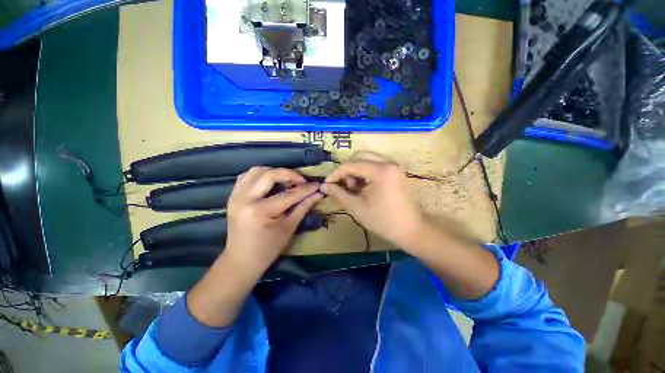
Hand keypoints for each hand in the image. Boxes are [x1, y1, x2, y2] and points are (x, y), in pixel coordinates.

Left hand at [224, 166, 322, 276]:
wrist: (241, 260)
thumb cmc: (268, 248)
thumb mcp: (289, 228)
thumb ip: (303, 207)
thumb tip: (318, 194)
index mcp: (260, 211)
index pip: (288, 194)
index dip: (305, 189)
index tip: (317, 185)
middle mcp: (245, 199)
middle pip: (270, 175)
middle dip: (290, 174)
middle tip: (302, 181)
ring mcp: (236, 196)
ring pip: (257, 171)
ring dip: (275, 172)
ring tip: (287, 181)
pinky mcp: (233, 196)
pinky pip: (247, 176)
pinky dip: (261, 175)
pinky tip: (270, 182)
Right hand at [321, 159, 423, 248]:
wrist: (411, 230)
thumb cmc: (383, 221)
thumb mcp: (357, 208)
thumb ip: (338, 194)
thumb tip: (324, 186)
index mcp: (380, 170)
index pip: (350, 165)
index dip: (335, 174)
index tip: (327, 185)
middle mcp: (388, 163)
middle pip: (359, 159)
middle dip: (347, 172)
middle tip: (344, 188)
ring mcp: (394, 166)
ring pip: (367, 162)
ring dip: (356, 173)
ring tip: (355, 190)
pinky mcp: (395, 172)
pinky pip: (375, 167)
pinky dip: (365, 175)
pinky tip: (364, 189)